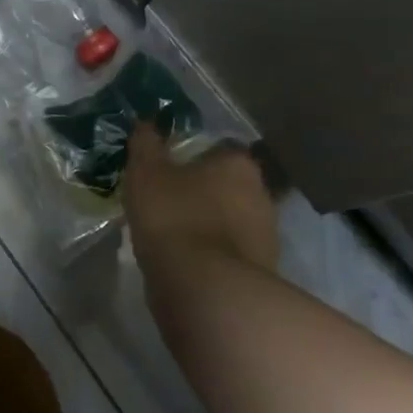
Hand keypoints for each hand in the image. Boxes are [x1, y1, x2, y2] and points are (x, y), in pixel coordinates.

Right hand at [123, 126, 278, 284]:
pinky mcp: (263, 273)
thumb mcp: (146, 173)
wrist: (205, 291)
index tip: (170, 169)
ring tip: (175, 235)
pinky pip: (232, 254)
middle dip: (205, 191)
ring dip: (211, 225)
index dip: (194, 157)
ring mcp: (267, 236)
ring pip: (233, 221)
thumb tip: (145, 122)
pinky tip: (188, 263)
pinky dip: (214, 255)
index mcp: (238, 164)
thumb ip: (146, 145)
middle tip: (170, 201)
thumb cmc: (174, 218)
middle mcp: (262, 194)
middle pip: (229, 185)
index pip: (219, 149)